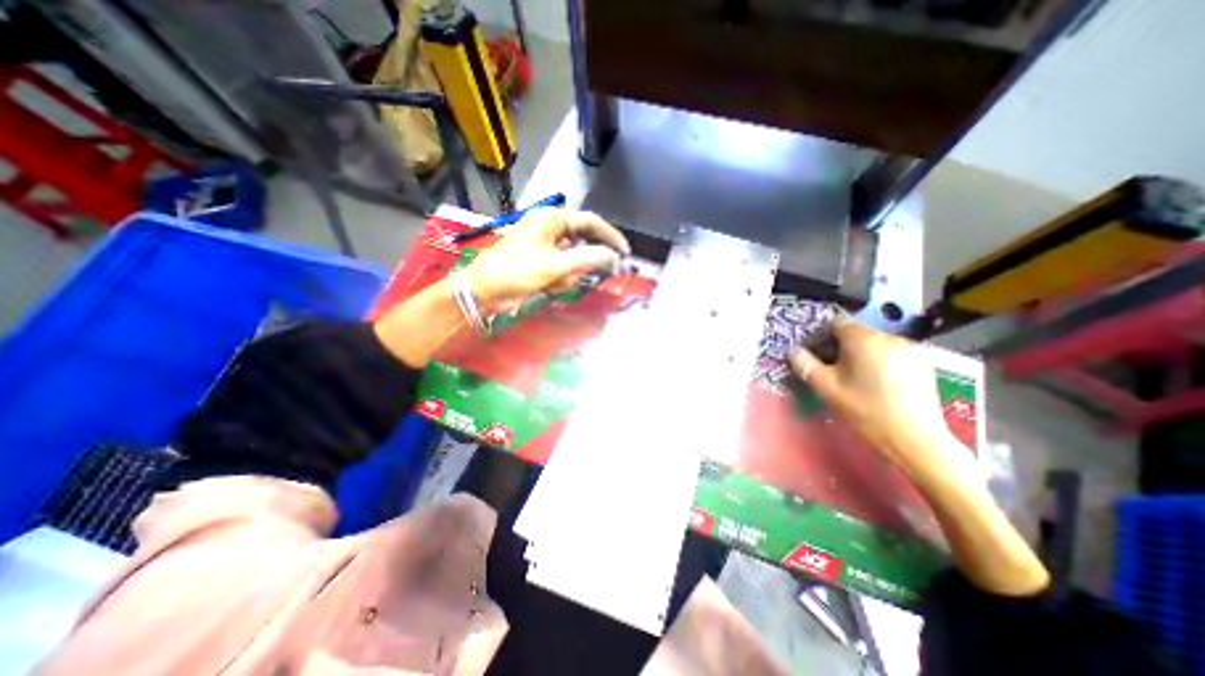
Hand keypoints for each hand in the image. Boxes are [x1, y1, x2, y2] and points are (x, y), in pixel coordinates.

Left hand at [461, 207, 631, 311]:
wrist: (485, 290)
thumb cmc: (517, 270)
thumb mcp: (556, 265)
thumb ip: (589, 258)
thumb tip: (614, 257)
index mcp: (552, 219)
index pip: (591, 223)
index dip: (611, 237)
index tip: (625, 253)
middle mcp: (551, 229)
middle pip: (583, 243)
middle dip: (584, 263)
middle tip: (597, 275)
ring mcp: (546, 247)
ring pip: (575, 260)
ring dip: (570, 275)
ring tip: (555, 283)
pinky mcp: (542, 262)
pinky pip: (563, 270)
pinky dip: (561, 280)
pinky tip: (548, 287)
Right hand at [793, 321, 966, 480]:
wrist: (915, 439)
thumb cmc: (864, 411)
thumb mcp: (825, 388)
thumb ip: (805, 364)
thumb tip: (794, 351)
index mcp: (862, 339)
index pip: (835, 324)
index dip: (821, 337)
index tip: (816, 356)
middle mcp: (888, 336)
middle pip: (855, 333)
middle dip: (841, 347)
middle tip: (834, 370)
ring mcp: (910, 348)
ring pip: (874, 343)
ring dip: (861, 354)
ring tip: (857, 378)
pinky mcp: (923, 362)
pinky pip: (892, 352)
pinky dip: (881, 360)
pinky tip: (879, 383)